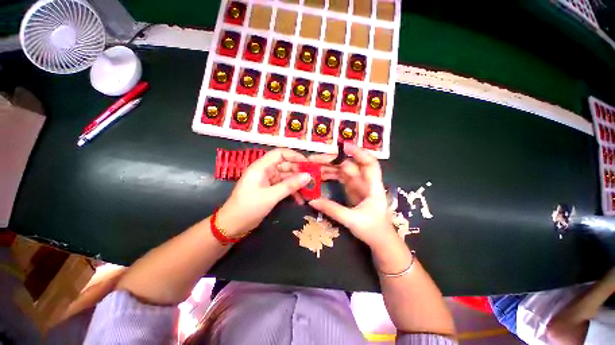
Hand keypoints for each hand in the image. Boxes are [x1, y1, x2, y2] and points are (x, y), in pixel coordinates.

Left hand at [217, 148, 310, 235]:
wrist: (232, 226)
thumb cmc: (248, 208)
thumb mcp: (271, 196)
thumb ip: (290, 185)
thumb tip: (308, 176)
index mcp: (261, 167)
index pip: (279, 153)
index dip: (294, 156)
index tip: (308, 163)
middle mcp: (264, 171)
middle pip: (285, 165)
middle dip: (298, 171)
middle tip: (313, 179)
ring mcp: (267, 181)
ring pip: (286, 177)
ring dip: (297, 183)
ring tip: (309, 190)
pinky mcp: (269, 190)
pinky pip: (283, 186)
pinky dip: (291, 191)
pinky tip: (300, 199)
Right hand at [308, 144, 398, 249]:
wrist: (380, 241)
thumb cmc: (373, 230)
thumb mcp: (351, 220)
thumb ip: (332, 210)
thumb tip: (312, 201)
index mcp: (373, 187)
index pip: (369, 164)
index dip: (359, 153)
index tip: (345, 146)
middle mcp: (365, 182)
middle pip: (351, 165)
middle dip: (334, 160)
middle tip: (315, 159)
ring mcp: (358, 186)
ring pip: (344, 171)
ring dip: (330, 167)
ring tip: (314, 166)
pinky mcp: (352, 191)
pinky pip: (341, 179)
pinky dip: (331, 176)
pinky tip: (320, 175)